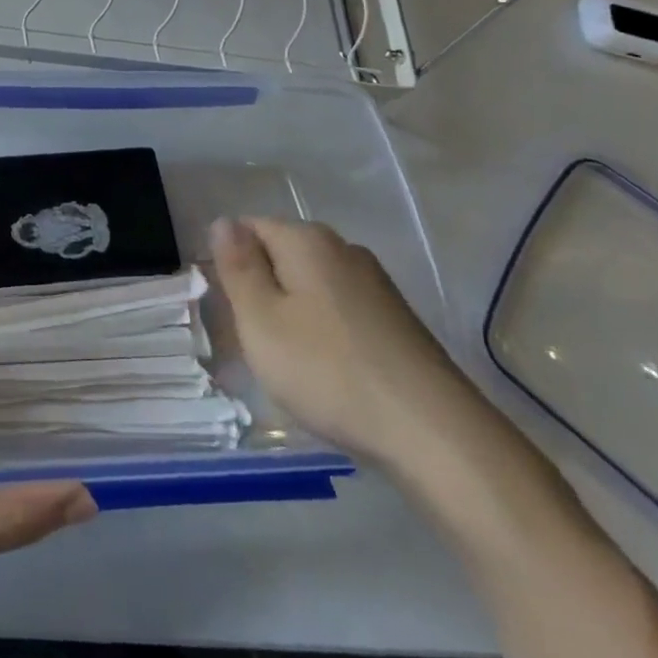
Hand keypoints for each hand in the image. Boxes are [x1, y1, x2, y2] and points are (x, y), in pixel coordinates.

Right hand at [208, 217, 487, 475]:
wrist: (434, 434)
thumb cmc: (328, 371)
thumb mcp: (261, 320)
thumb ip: (238, 267)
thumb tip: (223, 222)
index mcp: (307, 239)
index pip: (248, 228)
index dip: (230, 264)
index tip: (227, 309)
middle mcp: (344, 249)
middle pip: (281, 255)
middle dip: (260, 290)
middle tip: (252, 340)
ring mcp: (375, 284)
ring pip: (310, 286)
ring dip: (290, 314)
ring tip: (286, 362)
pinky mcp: (396, 320)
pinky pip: (339, 311)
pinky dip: (323, 333)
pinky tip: (326, 372)